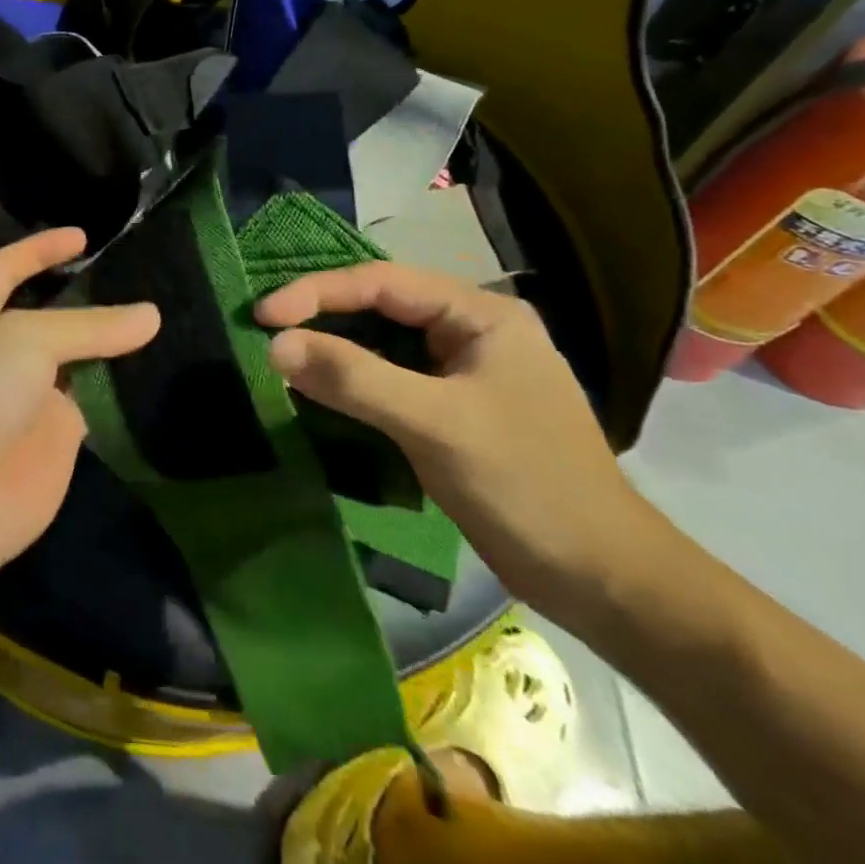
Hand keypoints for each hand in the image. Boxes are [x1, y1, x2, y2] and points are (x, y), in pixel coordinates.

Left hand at [0, 228, 159, 592]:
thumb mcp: (26, 339)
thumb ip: (89, 325)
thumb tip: (152, 315)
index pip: (4, 269)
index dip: (39, 249)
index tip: (83, 235)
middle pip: (47, 314)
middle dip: (83, 294)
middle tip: (135, 274)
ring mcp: (28, 397)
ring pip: (76, 359)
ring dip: (109, 341)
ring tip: (159, 311)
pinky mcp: (57, 438)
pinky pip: (95, 402)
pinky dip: (121, 385)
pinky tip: (160, 365)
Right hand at [255, 262, 664, 617]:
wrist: (603, 580)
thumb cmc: (527, 486)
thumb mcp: (435, 424)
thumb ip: (354, 378)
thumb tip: (276, 345)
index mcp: (480, 314)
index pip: (381, 283)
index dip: (316, 292)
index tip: (262, 315)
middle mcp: (470, 329)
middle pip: (378, 306)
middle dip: (320, 315)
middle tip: (262, 330)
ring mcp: (462, 369)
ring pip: (380, 342)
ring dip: (331, 348)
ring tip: (279, 355)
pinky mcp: (451, 407)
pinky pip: (388, 377)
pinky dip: (349, 380)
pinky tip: (316, 389)